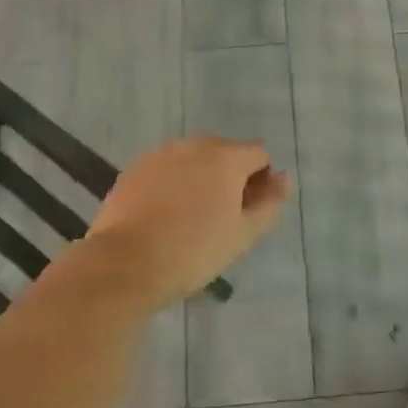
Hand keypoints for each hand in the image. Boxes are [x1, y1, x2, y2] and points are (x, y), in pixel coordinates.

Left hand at [86, 137, 290, 307]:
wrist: (124, 264)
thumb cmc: (193, 251)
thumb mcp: (242, 234)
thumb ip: (269, 203)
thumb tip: (284, 178)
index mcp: (227, 157)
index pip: (259, 154)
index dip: (261, 181)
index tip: (248, 213)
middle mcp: (195, 144)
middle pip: (225, 152)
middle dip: (230, 177)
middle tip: (221, 218)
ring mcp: (161, 153)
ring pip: (193, 159)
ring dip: (200, 178)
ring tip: (190, 218)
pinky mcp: (135, 168)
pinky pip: (166, 169)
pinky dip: (172, 184)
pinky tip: (163, 216)